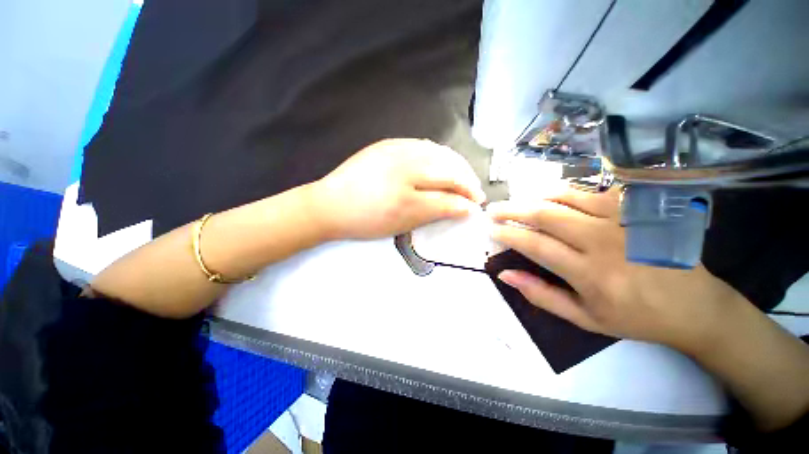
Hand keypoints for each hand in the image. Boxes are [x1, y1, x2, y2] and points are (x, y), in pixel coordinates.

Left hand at [310, 139, 485, 239]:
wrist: (329, 205)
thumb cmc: (366, 219)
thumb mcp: (404, 220)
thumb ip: (438, 209)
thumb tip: (466, 207)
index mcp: (409, 178)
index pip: (449, 182)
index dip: (467, 193)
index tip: (477, 204)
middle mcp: (405, 155)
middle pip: (447, 163)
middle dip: (465, 178)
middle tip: (473, 192)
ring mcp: (395, 146)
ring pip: (437, 151)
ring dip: (454, 165)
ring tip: (460, 179)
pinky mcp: (387, 144)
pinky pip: (421, 145)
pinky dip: (437, 155)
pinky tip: (439, 165)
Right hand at [488, 188, 745, 353]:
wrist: (696, 306)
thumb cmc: (636, 317)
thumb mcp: (584, 318)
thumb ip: (541, 295)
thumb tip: (505, 275)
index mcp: (590, 273)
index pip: (535, 245)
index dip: (508, 234)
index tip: (491, 230)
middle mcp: (604, 241)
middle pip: (546, 215)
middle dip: (513, 210)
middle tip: (494, 209)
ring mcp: (623, 220)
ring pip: (566, 197)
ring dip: (535, 198)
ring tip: (519, 203)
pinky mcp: (637, 209)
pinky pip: (592, 191)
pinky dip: (565, 192)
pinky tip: (553, 197)